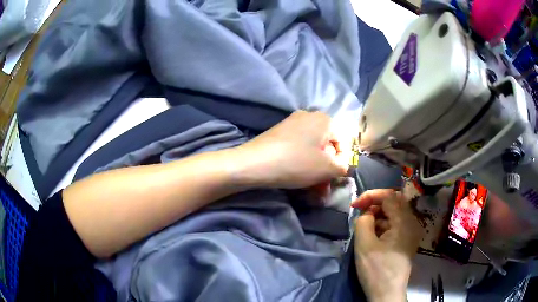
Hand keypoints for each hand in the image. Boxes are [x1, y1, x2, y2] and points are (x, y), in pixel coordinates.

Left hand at [235, 111, 350, 188]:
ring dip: (315, 170)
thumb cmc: (296, 163)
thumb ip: (342, 167)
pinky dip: (302, 163)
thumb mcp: (327, 168)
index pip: (342, 143)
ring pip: (311, 150)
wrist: (254, 163)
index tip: (334, 179)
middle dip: (326, 169)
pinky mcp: (279, 133)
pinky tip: (299, 179)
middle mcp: (308, 116)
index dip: (341, 163)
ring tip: (313, 190)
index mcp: (324, 119)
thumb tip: (342, 166)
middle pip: (325, 146)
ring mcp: (291, 123)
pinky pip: (298, 149)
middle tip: (323, 188)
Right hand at [351, 190, 422, 301]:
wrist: (387, 293)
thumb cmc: (376, 270)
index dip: (370, 196)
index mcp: (404, 222)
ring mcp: (411, 232)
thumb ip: (363, 221)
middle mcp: (412, 223)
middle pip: (395, 202)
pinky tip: (374, 235)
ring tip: (365, 226)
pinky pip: (397, 224)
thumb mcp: (364, 244)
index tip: (354, 205)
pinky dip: (384, 224)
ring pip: (395, 213)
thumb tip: (367, 213)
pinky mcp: (407, 241)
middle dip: (376, 204)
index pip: (389, 196)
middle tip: (360, 213)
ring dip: (379, 215)